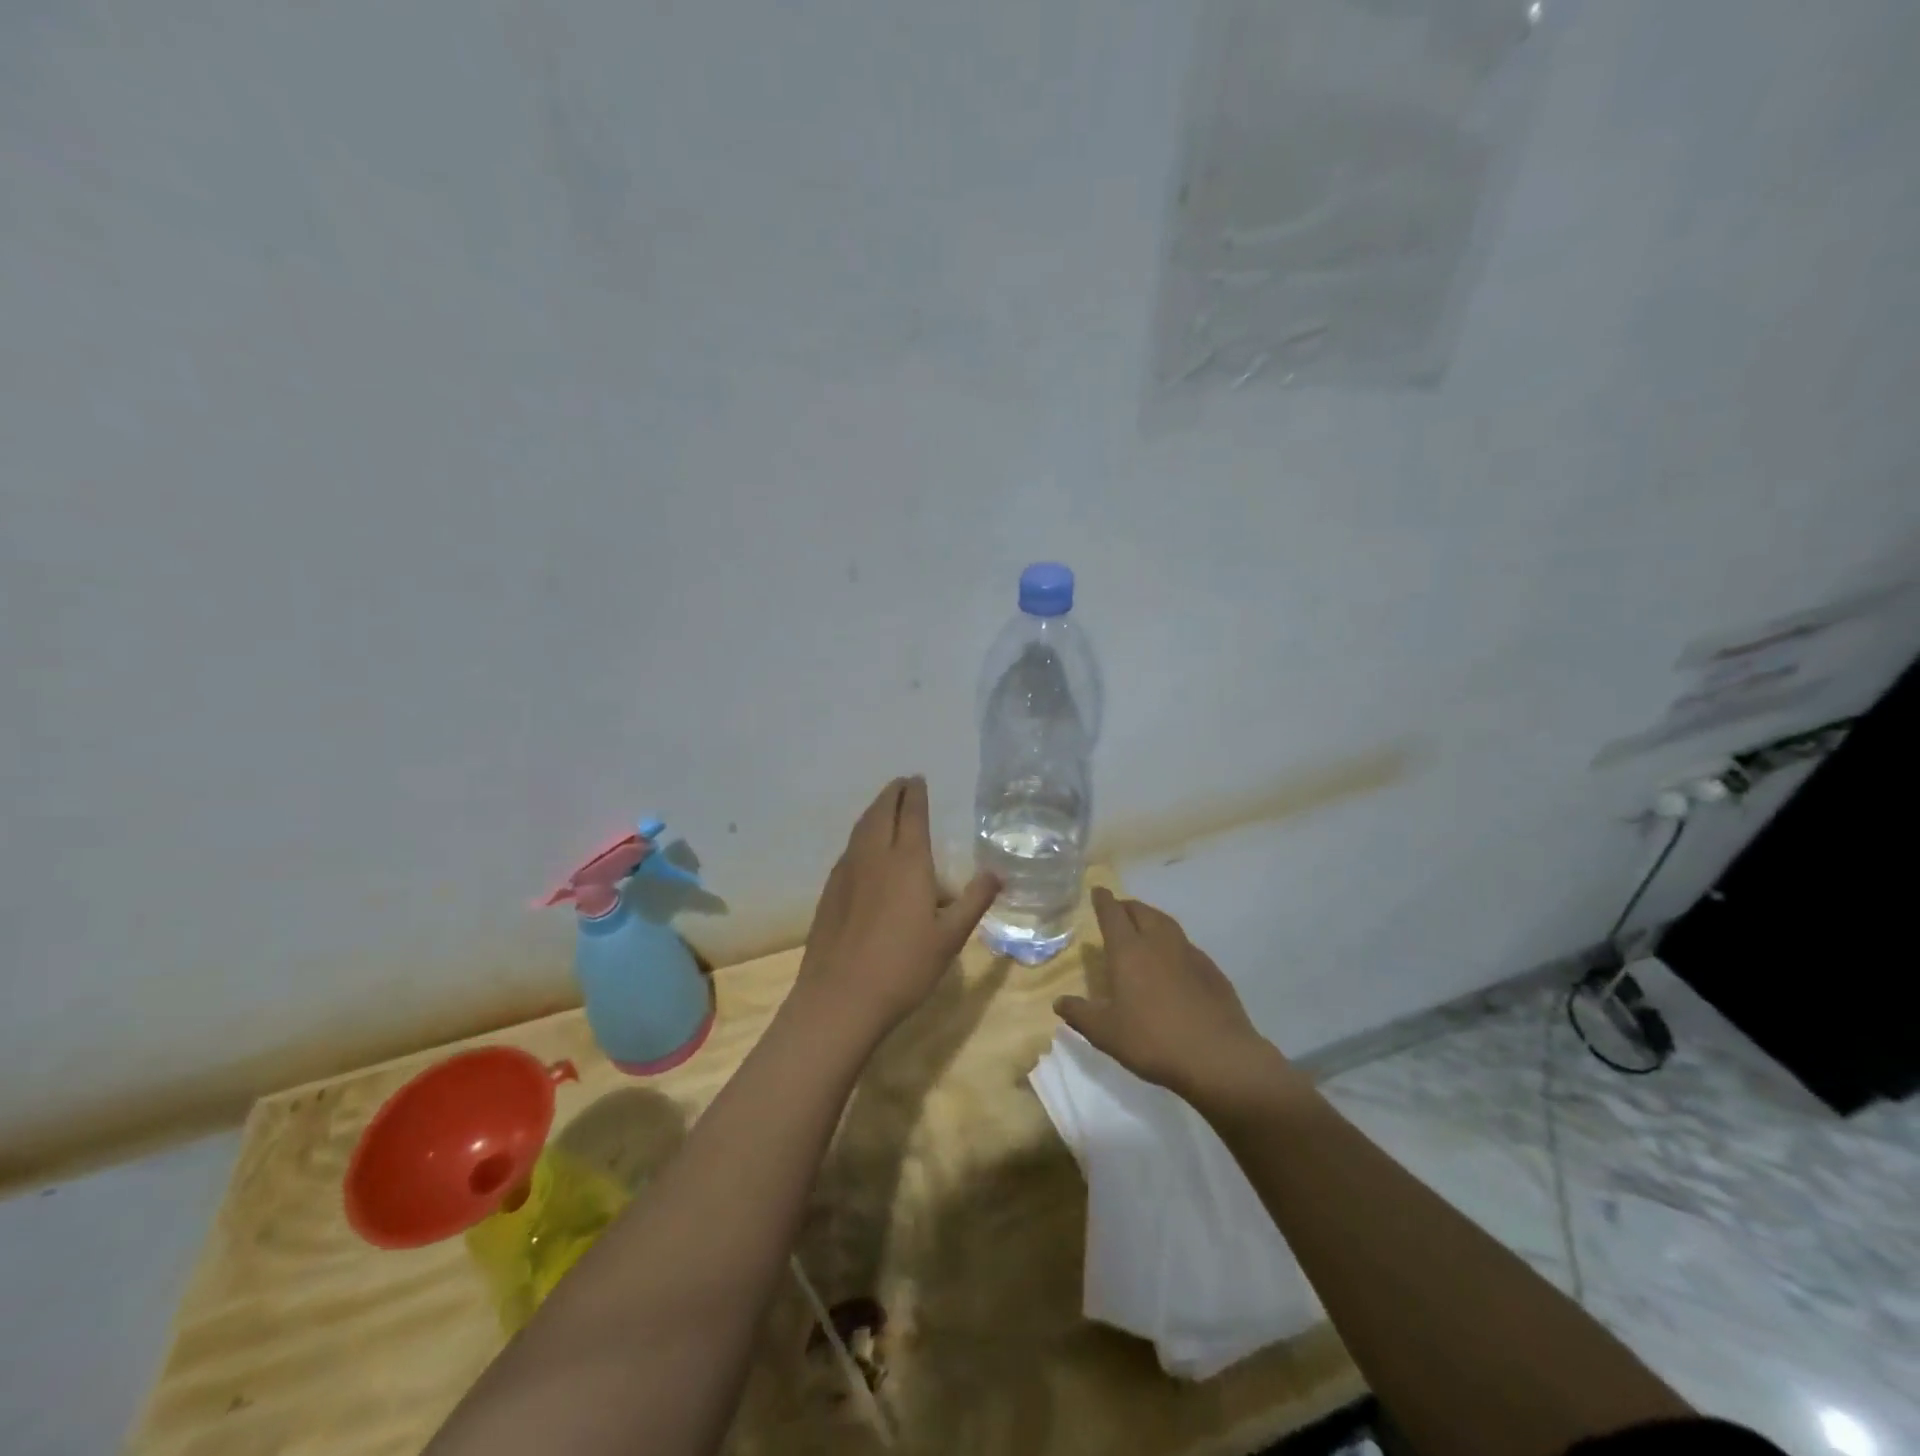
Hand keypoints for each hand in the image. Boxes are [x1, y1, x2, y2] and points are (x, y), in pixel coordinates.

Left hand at [793, 776, 1000, 1043]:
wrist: (840, 998)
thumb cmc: (904, 968)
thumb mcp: (950, 938)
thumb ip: (974, 901)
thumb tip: (997, 874)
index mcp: (907, 862)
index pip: (912, 815)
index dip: (915, 794)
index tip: (918, 779)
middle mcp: (874, 857)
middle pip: (881, 813)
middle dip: (892, 793)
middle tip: (902, 783)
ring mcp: (847, 872)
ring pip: (861, 828)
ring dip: (874, 810)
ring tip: (884, 805)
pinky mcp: (830, 891)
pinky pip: (849, 849)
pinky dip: (860, 834)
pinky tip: (864, 849)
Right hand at [1054, 888, 1297, 1110]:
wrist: (1218, 1057)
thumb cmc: (1153, 1041)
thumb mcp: (1106, 1034)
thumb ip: (1080, 1014)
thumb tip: (1059, 1002)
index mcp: (1129, 951)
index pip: (1112, 914)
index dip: (1103, 900)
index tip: (1098, 890)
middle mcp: (1158, 942)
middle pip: (1141, 911)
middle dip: (1126, 906)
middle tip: (1118, 911)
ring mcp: (1188, 953)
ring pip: (1166, 923)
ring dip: (1151, 918)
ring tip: (1144, 928)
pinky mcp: (1211, 969)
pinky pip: (1185, 945)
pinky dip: (1173, 943)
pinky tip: (1173, 961)